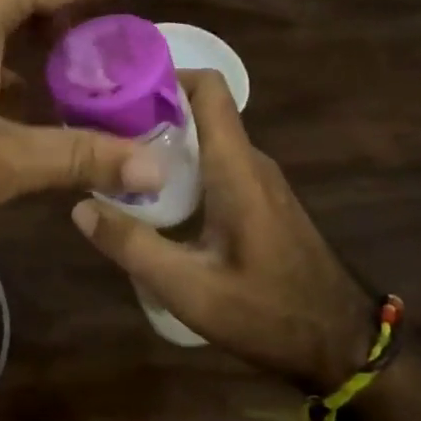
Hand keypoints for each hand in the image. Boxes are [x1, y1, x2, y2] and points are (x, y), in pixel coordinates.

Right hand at [70, 69, 374, 390]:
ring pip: (206, 142)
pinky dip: (182, 169)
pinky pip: (216, 166)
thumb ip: (132, 246)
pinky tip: (154, 202)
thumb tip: (80, 207)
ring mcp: (260, 182)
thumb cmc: (267, 313)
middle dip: (150, 115)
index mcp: (236, 168)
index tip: (119, 92)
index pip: (208, 89)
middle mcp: (250, 163)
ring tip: (115, 166)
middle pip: (199, 113)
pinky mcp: (261, 202)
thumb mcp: (188, 289)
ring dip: (164, 145)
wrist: (341, 345)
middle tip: (100, 134)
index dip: (165, 76)